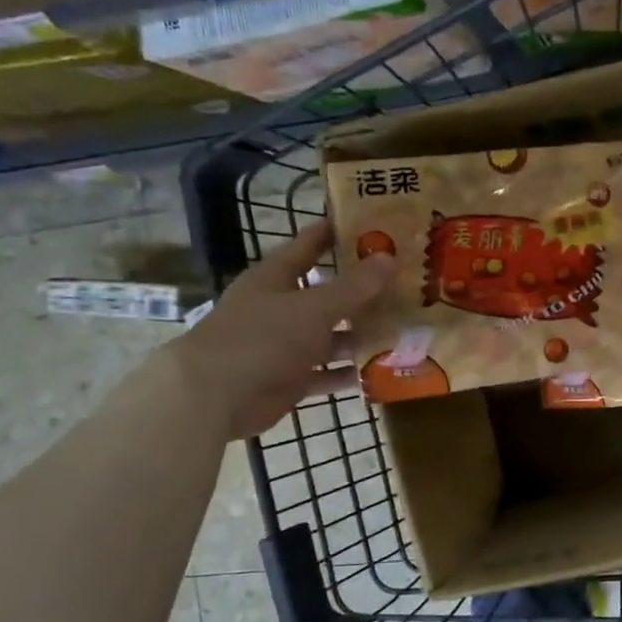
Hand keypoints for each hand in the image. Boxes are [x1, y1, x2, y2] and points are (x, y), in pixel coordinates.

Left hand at [166, 221, 396, 439]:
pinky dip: (350, 372)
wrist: (214, 397)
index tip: (376, 224)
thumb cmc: (262, 338)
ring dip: (361, 334)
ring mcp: (285, 346)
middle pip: (327, 293)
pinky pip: (327, 373)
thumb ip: (354, 287)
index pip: (310, 244)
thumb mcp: (313, 308)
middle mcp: (280, 308)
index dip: (339, 232)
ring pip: (331, 336)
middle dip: (363, 290)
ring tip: (404, 328)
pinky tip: (383, 369)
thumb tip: (390, 258)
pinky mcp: (289, 380)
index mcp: (276, 278)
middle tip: (407, 283)